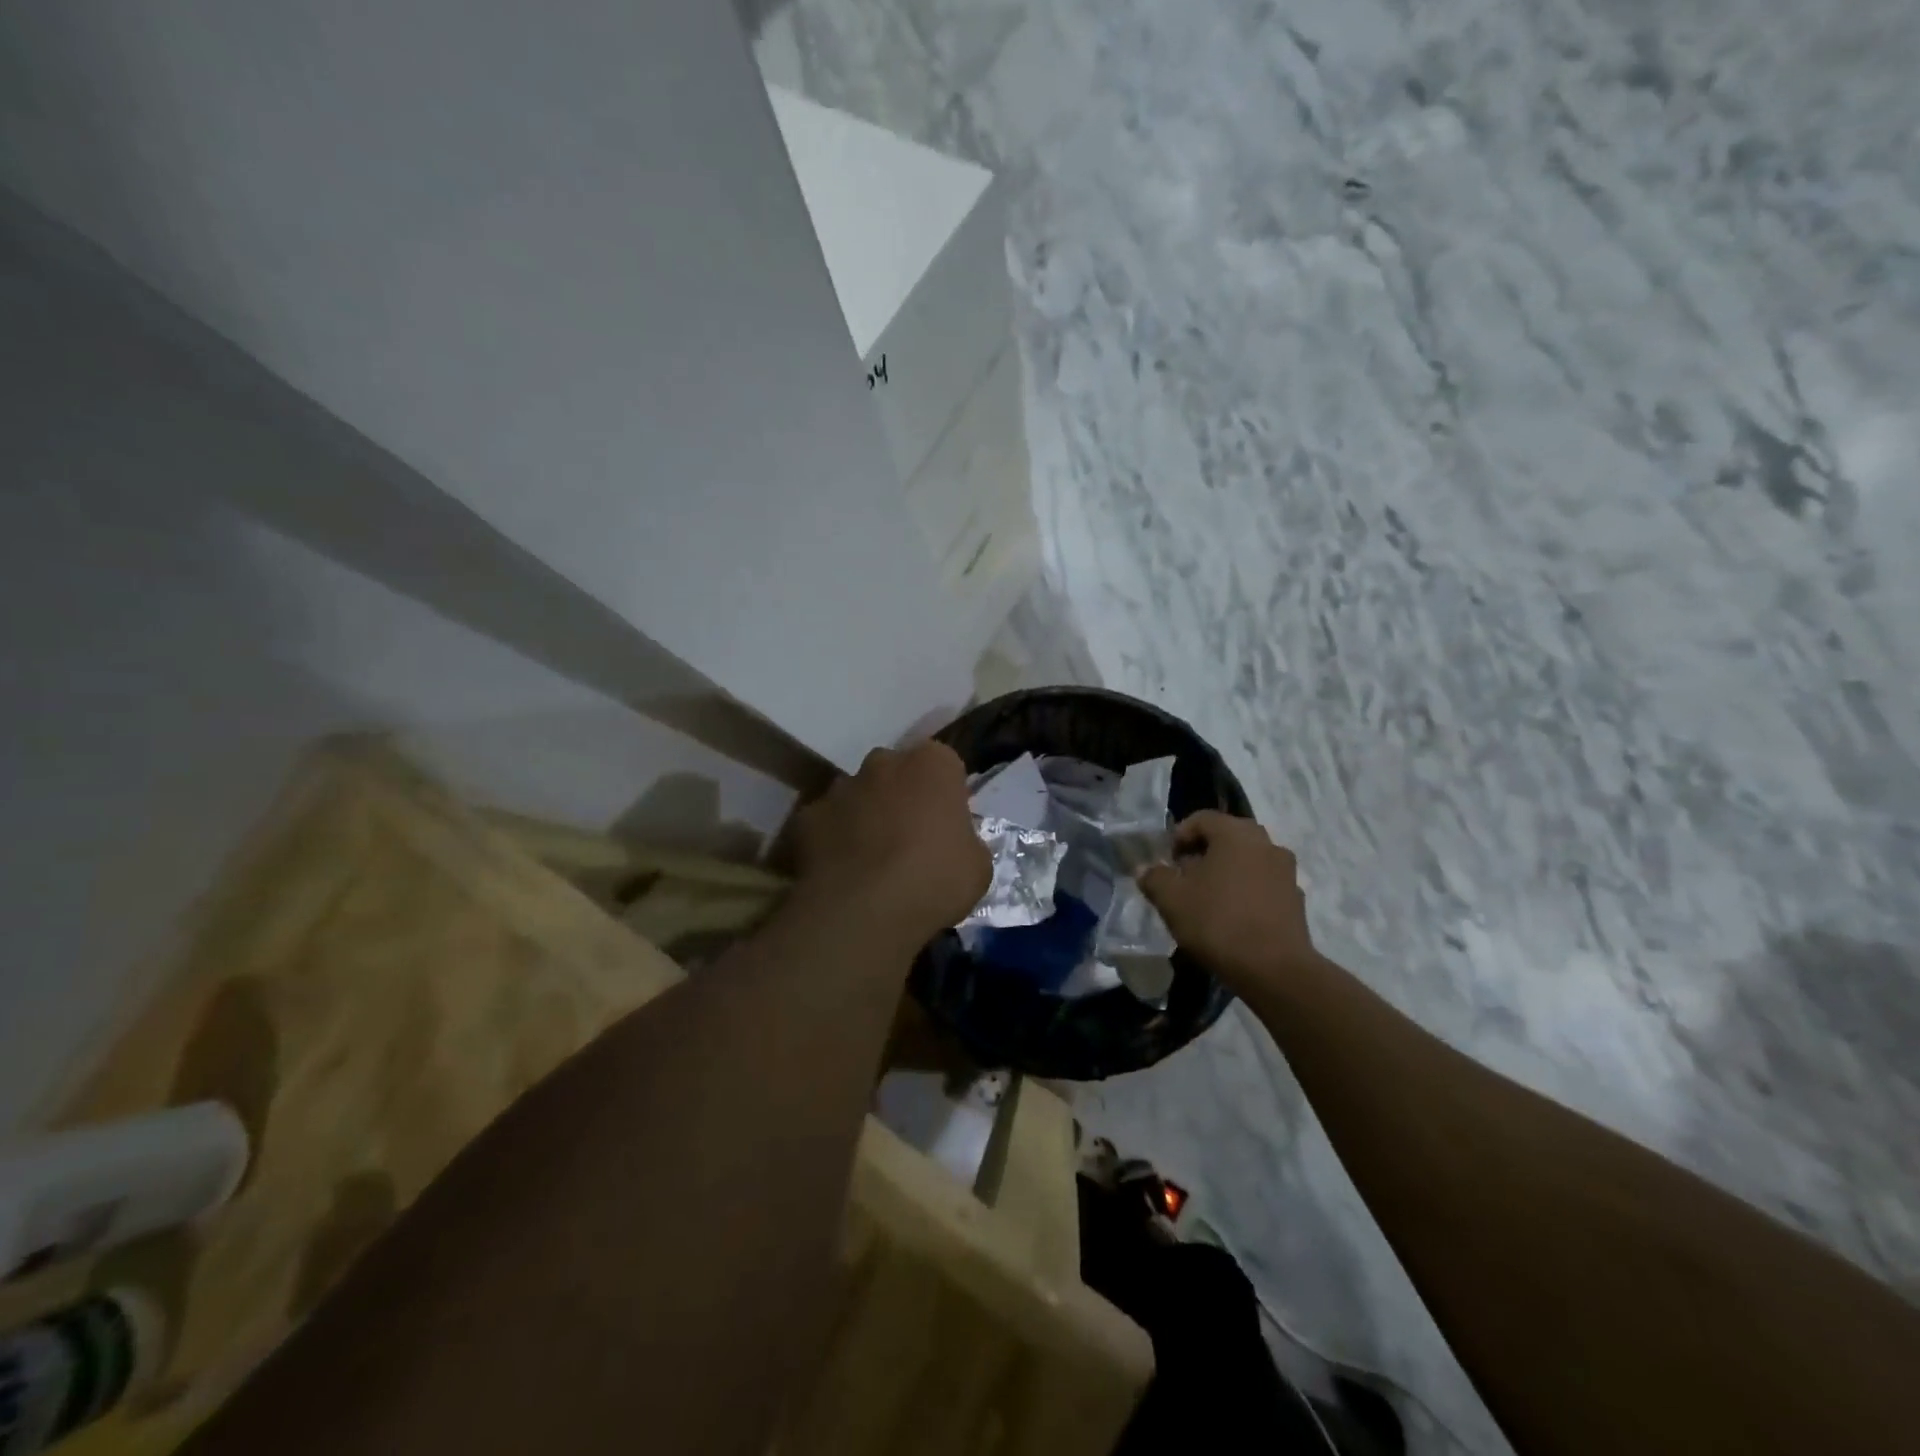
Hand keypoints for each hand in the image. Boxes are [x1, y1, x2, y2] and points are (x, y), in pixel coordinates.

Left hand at [791, 741, 990, 946]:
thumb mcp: (978, 866)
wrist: (864, 911)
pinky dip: (832, 841)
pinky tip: (841, 874)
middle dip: (901, 796)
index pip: (944, 764)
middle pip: (896, 772)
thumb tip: (953, 845)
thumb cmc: (935, 880)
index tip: (947, 824)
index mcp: (933, 764)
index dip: (945, 793)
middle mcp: (884, 762)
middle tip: (910, 839)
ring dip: (865, 816)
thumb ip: (965, 841)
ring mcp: (840, 787)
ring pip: (857, 795)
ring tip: (872, 861)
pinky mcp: (806, 816)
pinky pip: (825, 824)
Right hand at [1137, 811, 1318, 992]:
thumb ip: (1154, 878)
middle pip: (1228, 837)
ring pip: (1248, 860)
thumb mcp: (1171, 900)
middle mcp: (1265, 843)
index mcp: (1235, 833)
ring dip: (1227, 871)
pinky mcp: (1296, 899)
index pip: (1202, 818)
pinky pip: (1264, 884)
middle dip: (1203, 853)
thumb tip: (1146, 869)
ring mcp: (1286, 871)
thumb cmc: (1217, 922)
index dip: (1179, 836)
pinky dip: (1246, 891)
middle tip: (1185, 878)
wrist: (1274, 969)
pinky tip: (1233, 917)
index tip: (1167, 861)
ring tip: (1208, 899)